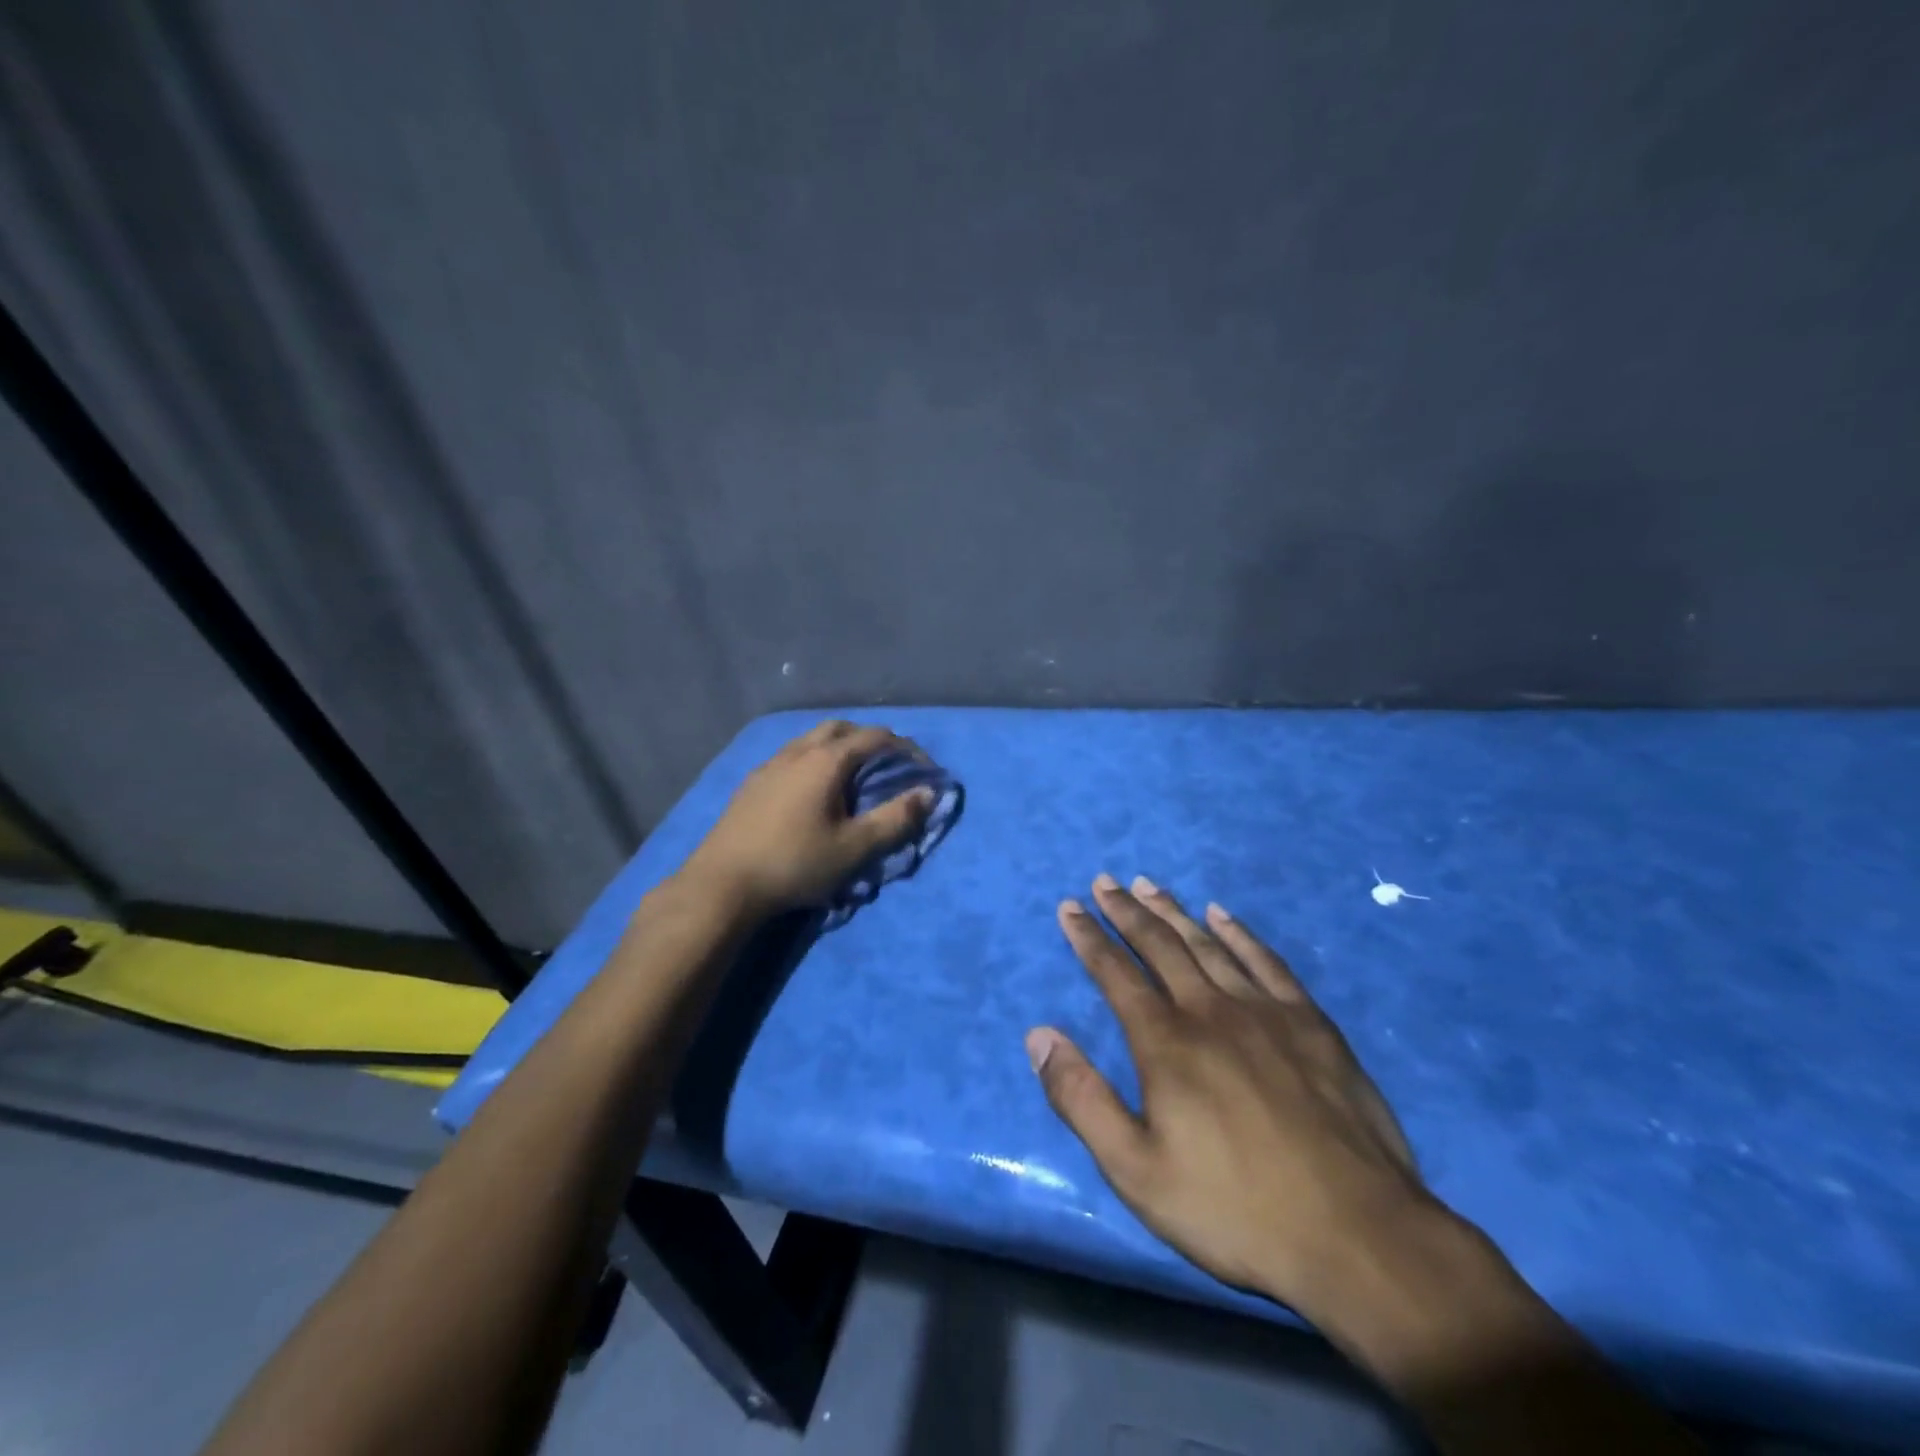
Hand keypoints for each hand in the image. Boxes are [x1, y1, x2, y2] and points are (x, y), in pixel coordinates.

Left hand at [679, 720, 934, 915]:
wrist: (723, 884)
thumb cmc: (795, 863)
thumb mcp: (855, 848)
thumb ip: (895, 819)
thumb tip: (929, 793)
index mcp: (826, 761)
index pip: (875, 738)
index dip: (906, 748)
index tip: (924, 768)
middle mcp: (798, 751)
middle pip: (841, 728)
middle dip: (869, 738)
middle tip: (888, 762)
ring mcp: (770, 764)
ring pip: (811, 739)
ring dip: (839, 746)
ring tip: (852, 773)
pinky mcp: (752, 782)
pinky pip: (792, 755)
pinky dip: (814, 758)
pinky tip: (811, 788)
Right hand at [1026, 873, 1433, 1322]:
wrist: (1356, 1236)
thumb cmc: (1234, 1209)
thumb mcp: (1136, 1171)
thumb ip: (1081, 1098)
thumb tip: (1038, 1035)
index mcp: (1166, 1042)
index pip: (1115, 973)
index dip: (1088, 938)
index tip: (1069, 908)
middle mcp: (1210, 1010)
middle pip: (1160, 945)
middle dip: (1126, 911)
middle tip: (1105, 882)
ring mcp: (1265, 1011)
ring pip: (1208, 944)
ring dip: (1173, 911)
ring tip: (1148, 885)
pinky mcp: (1310, 1023)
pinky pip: (1266, 961)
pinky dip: (1240, 933)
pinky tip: (1222, 915)